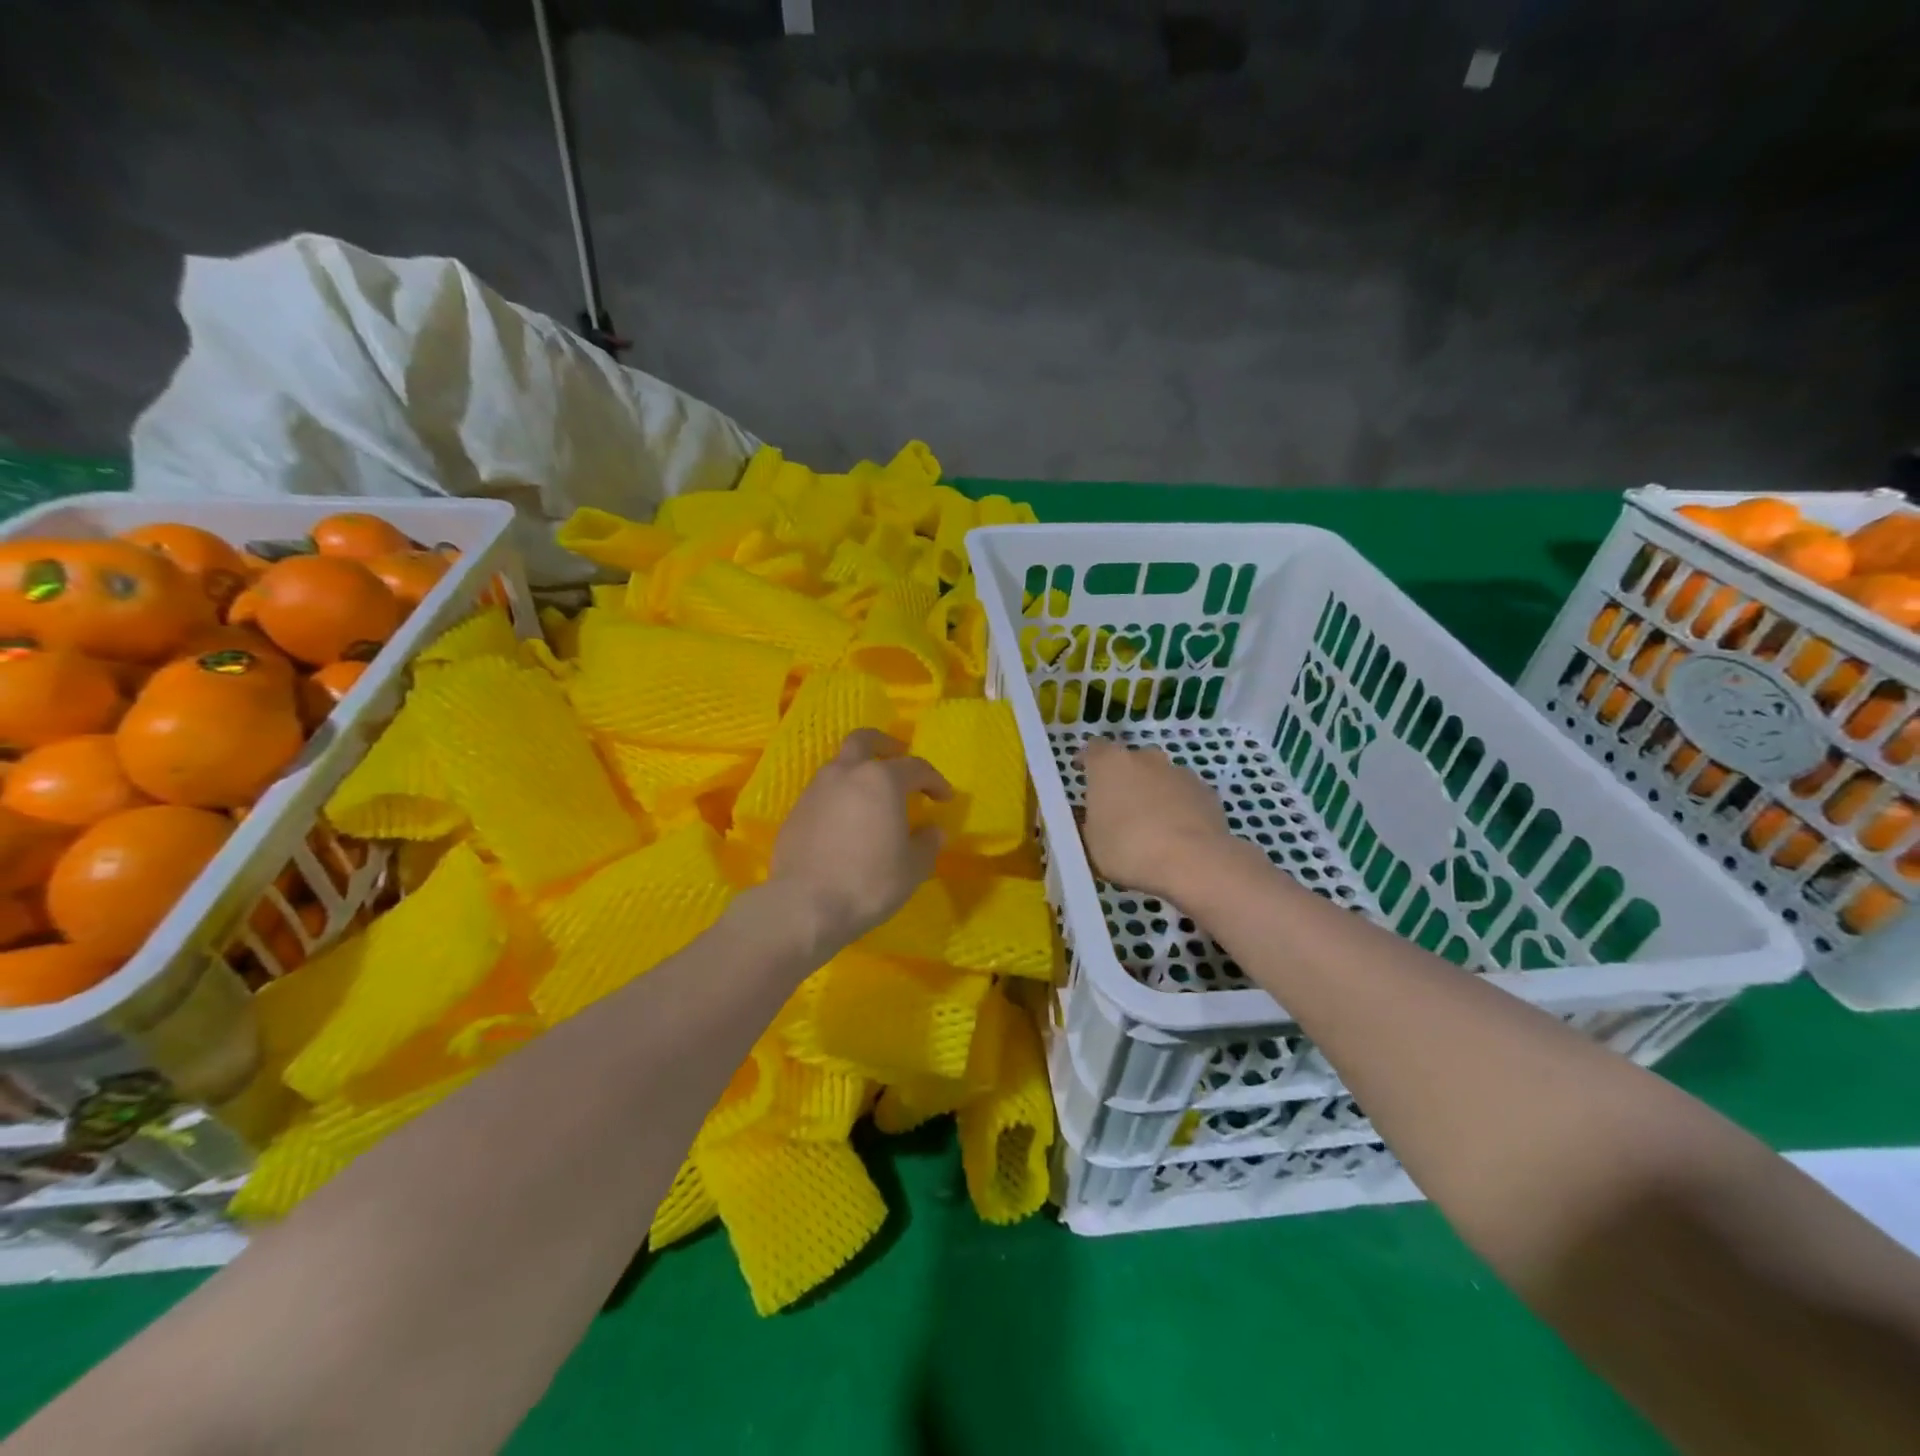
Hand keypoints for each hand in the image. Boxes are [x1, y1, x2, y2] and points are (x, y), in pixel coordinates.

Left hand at [769, 729, 952, 948]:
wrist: (805, 905)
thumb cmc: (869, 881)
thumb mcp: (913, 868)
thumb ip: (927, 843)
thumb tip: (933, 831)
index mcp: (881, 780)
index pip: (916, 767)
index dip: (935, 781)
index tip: (944, 798)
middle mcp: (846, 774)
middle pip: (864, 741)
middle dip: (884, 744)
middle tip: (898, 756)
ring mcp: (816, 791)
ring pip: (840, 765)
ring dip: (858, 772)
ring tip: (872, 796)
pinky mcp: (796, 812)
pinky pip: (823, 793)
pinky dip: (840, 797)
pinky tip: (846, 822)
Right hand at [1078, 738, 1235, 900]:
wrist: (1193, 861)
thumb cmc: (1128, 848)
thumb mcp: (1090, 843)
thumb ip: (1088, 823)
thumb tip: (1091, 817)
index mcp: (1109, 764)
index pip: (1093, 749)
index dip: (1087, 761)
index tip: (1083, 775)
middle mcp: (1145, 758)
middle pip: (1130, 761)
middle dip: (1124, 778)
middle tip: (1119, 807)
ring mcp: (1179, 772)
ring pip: (1159, 776)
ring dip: (1153, 792)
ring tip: (1151, 824)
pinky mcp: (1206, 791)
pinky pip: (1184, 794)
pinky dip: (1178, 807)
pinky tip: (1178, 833)